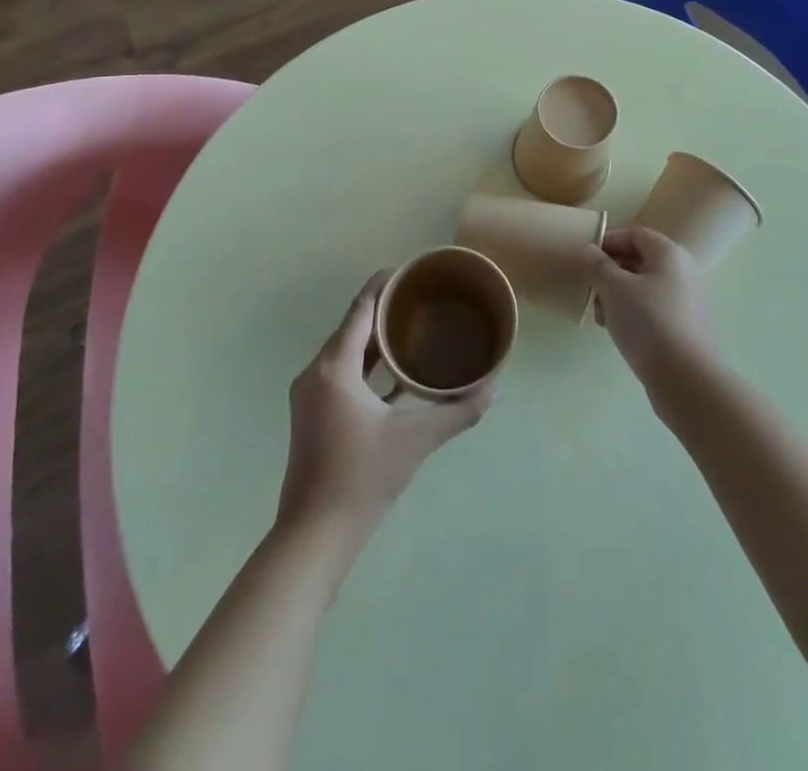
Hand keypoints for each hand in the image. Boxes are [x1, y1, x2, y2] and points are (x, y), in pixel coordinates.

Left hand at [277, 273, 493, 541]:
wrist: (314, 536)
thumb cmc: (361, 478)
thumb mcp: (414, 440)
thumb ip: (457, 412)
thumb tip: (495, 389)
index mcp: (334, 367)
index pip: (361, 308)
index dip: (385, 284)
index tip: (412, 270)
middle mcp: (316, 372)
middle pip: (353, 326)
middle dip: (386, 309)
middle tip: (423, 298)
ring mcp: (312, 395)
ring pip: (347, 351)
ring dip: (377, 338)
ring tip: (414, 327)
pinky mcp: (314, 415)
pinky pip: (343, 373)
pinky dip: (368, 364)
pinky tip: (395, 371)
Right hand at [583, 227, 719, 394]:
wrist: (686, 379)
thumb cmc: (647, 323)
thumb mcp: (613, 288)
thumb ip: (598, 264)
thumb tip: (590, 250)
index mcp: (670, 254)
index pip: (635, 234)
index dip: (608, 241)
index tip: (586, 258)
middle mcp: (683, 271)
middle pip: (639, 260)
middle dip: (610, 273)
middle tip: (590, 290)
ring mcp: (687, 300)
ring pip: (644, 286)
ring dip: (617, 295)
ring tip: (600, 317)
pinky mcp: (686, 325)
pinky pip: (654, 307)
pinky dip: (633, 312)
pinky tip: (617, 331)